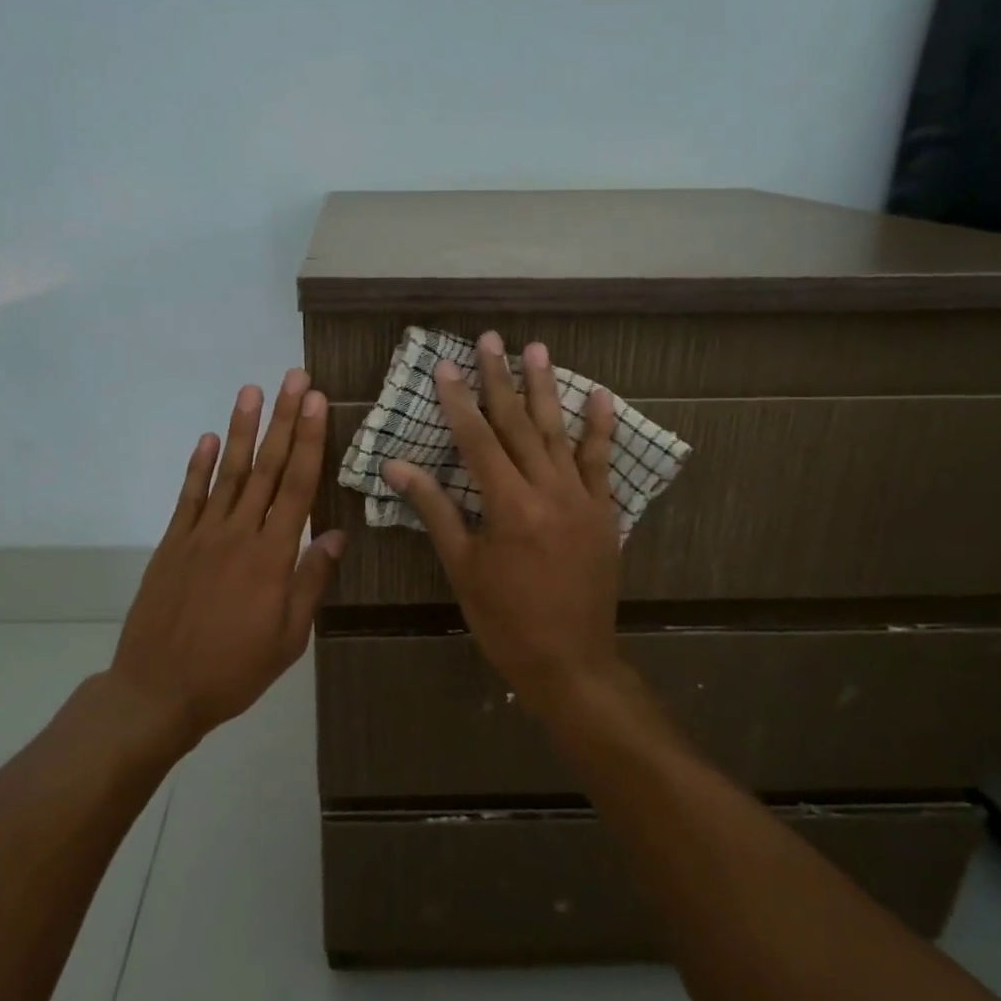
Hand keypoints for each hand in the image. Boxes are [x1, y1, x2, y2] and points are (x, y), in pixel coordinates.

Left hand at [110, 371, 345, 741]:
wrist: (159, 690)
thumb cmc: (234, 670)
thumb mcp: (288, 638)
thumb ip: (311, 582)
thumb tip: (338, 535)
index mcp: (272, 557)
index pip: (297, 487)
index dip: (308, 441)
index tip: (316, 403)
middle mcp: (238, 534)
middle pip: (265, 467)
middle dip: (282, 420)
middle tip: (293, 378)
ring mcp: (200, 535)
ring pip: (227, 473)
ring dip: (240, 430)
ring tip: (251, 391)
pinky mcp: (172, 543)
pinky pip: (188, 496)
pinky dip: (198, 466)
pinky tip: (208, 439)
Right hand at [383, 332, 623, 711]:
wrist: (569, 661)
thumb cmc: (504, 619)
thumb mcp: (462, 566)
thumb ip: (434, 509)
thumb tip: (396, 466)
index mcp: (508, 507)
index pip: (477, 440)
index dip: (459, 402)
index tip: (445, 367)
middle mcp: (548, 492)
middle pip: (519, 425)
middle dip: (500, 380)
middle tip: (491, 339)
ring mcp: (582, 499)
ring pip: (559, 433)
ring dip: (546, 389)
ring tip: (536, 350)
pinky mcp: (604, 512)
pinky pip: (602, 462)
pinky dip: (599, 427)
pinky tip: (599, 394)